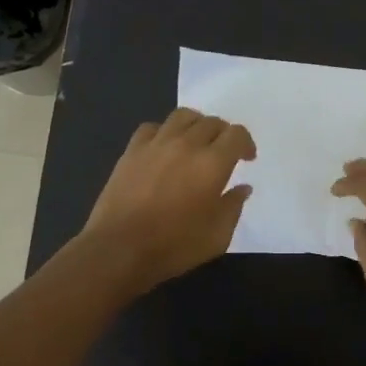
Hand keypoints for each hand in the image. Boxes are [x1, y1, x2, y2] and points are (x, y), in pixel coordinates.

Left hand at [79, 108, 255, 291]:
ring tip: (196, 142)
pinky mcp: (132, 150)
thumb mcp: (217, 236)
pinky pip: (153, 127)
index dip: (246, 143)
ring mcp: (156, 144)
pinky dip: (165, 132)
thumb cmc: (174, 246)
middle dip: (223, 135)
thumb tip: (242, 188)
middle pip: (212, 122)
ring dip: (197, 125)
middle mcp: (186, 144)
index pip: (236, 135)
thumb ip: (233, 207)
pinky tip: (164, 149)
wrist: (119, 249)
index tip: (246, 159)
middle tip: (223, 154)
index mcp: (212, 163)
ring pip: (183, 116)